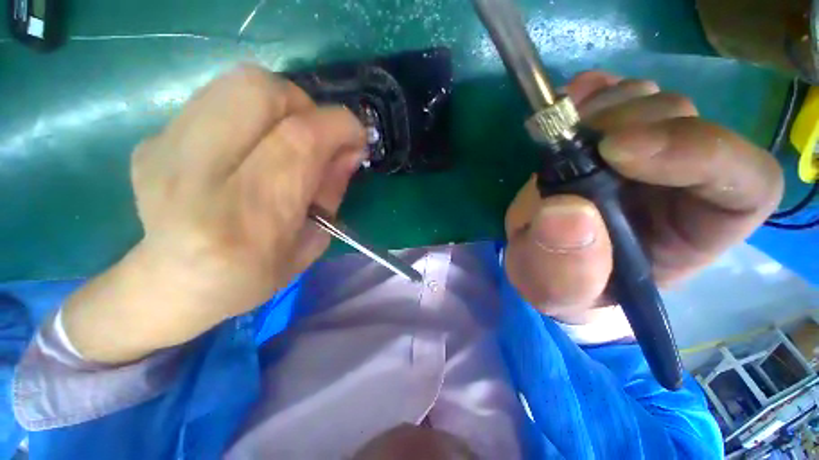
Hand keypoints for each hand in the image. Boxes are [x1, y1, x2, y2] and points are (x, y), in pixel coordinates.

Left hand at [63, 65, 364, 361]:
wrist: (164, 286)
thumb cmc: (247, 280)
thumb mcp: (308, 247)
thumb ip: (330, 192)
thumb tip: (347, 151)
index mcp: (244, 220)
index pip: (299, 143)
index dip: (339, 127)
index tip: (361, 135)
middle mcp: (197, 174)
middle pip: (263, 94)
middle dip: (310, 107)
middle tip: (324, 135)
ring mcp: (167, 149)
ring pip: (241, 86)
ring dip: (285, 105)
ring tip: (294, 139)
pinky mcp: (157, 138)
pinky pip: (223, 100)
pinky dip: (258, 113)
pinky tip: (260, 143)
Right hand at [504, 71, 783, 323]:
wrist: (539, 261)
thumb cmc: (559, 285)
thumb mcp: (555, 293)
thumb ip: (565, 271)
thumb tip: (567, 211)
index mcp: (690, 232)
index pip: (743, 181)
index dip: (699, 151)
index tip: (618, 152)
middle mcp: (677, 183)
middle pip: (689, 122)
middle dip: (636, 121)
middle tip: (578, 139)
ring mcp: (638, 154)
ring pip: (651, 102)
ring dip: (607, 106)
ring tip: (563, 131)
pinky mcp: (600, 138)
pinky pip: (613, 94)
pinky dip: (592, 90)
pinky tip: (571, 99)